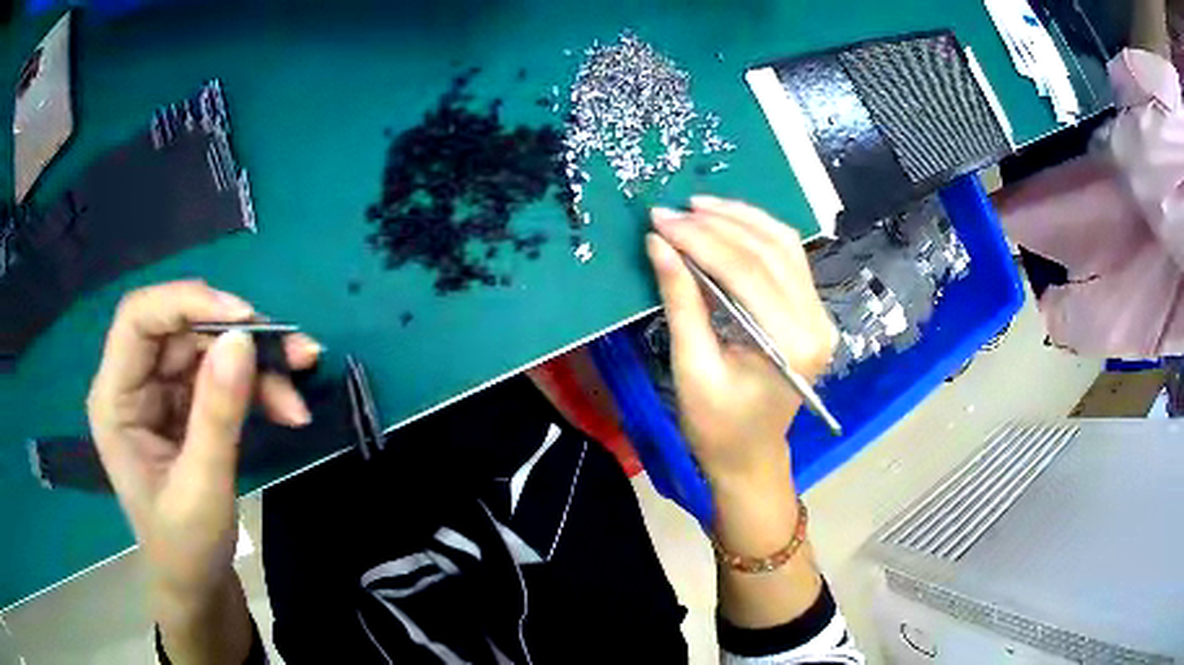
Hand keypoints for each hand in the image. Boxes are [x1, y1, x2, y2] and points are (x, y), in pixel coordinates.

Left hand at [86, 281, 320, 608]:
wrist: (198, 585)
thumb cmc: (186, 549)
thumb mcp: (202, 490)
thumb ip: (217, 415)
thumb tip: (243, 339)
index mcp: (115, 399)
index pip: (139, 319)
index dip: (186, 303)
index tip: (244, 320)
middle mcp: (134, 383)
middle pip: (182, 329)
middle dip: (238, 338)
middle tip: (294, 353)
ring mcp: (161, 393)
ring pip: (209, 348)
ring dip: (257, 364)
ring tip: (300, 385)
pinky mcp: (186, 406)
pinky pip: (222, 376)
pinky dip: (257, 386)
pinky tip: (286, 408)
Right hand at [647, 197, 836, 488]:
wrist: (751, 456)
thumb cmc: (717, 428)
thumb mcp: (691, 368)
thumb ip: (680, 301)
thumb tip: (659, 243)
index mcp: (790, 345)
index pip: (745, 271)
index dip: (699, 239)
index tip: (660, 220)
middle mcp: (815, 322)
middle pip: (768, 251)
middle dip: (716, 224)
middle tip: (671, 211)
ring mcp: (819, 314)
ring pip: (783, 245)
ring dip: (739, 219)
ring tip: (697, 207)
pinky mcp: (812, 312)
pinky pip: (788, 258)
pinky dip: (756, 234)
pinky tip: (726, 222)